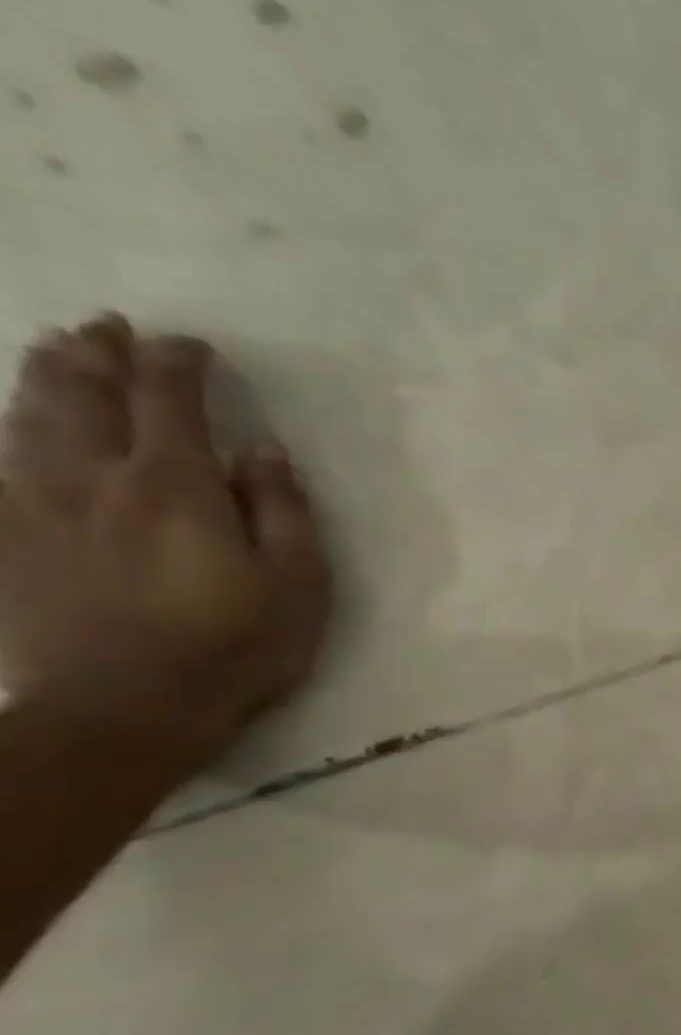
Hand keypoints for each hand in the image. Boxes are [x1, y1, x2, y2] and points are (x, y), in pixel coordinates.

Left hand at [0, 314, 330, 755]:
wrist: (125, 707)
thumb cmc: (237, 644)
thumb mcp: (298, 580)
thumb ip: (282, 509)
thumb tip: (262, 450)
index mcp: (173, 486)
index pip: (168, 399)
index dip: (179, 363)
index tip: (194, 347)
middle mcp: (91, 478)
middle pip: (81, 392)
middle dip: (96, 351)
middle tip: (110, 327)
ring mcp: (33, 504)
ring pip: (28, 416)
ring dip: (45, 374)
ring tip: (58, 350)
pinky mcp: (4, 537)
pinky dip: (12, 426)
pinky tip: (20, 422)